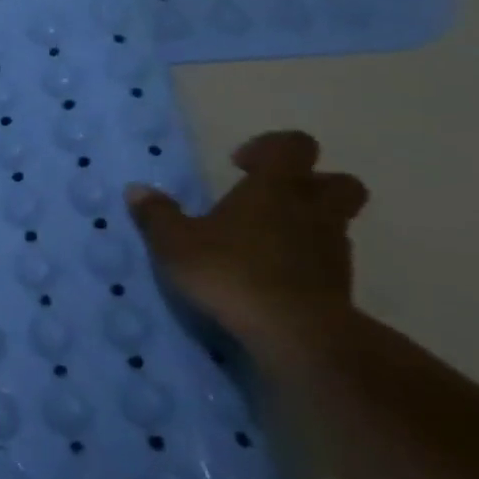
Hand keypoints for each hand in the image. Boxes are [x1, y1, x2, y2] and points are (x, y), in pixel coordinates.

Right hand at [125, 130, 368, 355]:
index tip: (239, 164)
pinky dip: (306, 261)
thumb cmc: (230, 272)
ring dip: (307, 225)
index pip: (294, 146)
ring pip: (335, 223)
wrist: (295, 333)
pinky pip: (327, 260)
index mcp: (275, 188)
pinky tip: (272, 276)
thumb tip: (137, 190)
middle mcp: (312, 211)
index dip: (270, 147)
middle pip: (338, 182)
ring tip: (264, 243)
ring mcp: (332, 250)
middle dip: (311, 184)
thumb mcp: (174, 242)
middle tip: (270, 199)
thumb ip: (157, 214)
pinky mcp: (340, 286)